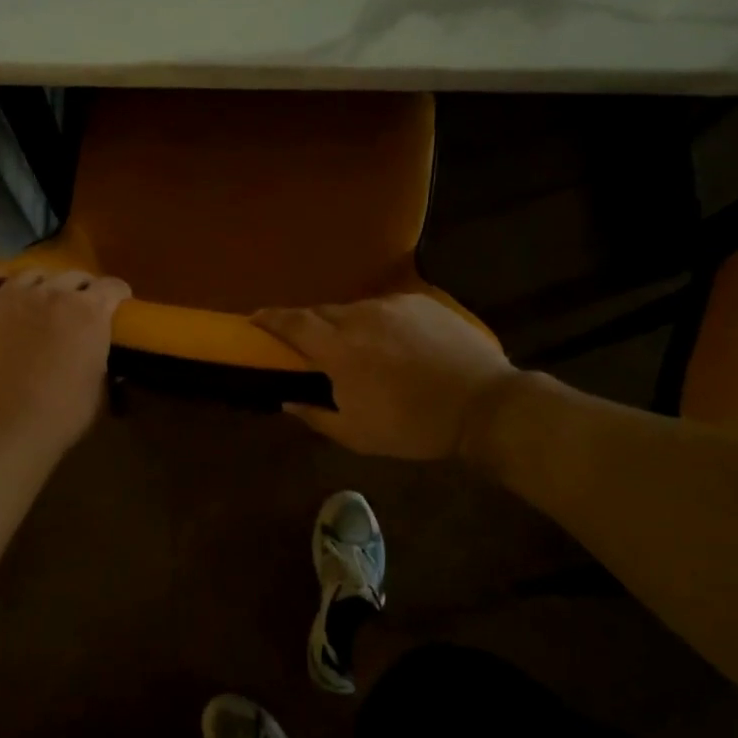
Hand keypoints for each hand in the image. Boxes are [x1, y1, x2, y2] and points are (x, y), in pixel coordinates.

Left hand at [0, 268, 129, 464]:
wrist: (3, 427)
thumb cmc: (61, 415)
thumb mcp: (98, 385)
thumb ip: (98, 354)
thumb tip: (93, 349)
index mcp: (89, 312)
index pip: (112, 287)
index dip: (117, 294)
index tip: (117, 303)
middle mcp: (53, 292)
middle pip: (74, 275)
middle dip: (81, 288)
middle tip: (79, 307)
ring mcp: (11, 295)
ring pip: (32, 273)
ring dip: (42, 285)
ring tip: (38, 300)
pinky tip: (0, 292)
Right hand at [253, 294, 515, 459]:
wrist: (483, 404)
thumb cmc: (414, 426)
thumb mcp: (357, 434)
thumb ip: (315, 415)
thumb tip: (287, 401)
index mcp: (339, 350)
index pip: (293, 324)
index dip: (270, 319)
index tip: (254, 318)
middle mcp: (361, 317)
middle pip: (321, 312)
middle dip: (309, 325)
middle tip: (310, 344)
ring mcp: (393, 306)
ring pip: (355, 310)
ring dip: (345, 325)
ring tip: (357, 348)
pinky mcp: (420, 302)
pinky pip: (386, 309)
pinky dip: (378, 323)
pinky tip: (393, 344)